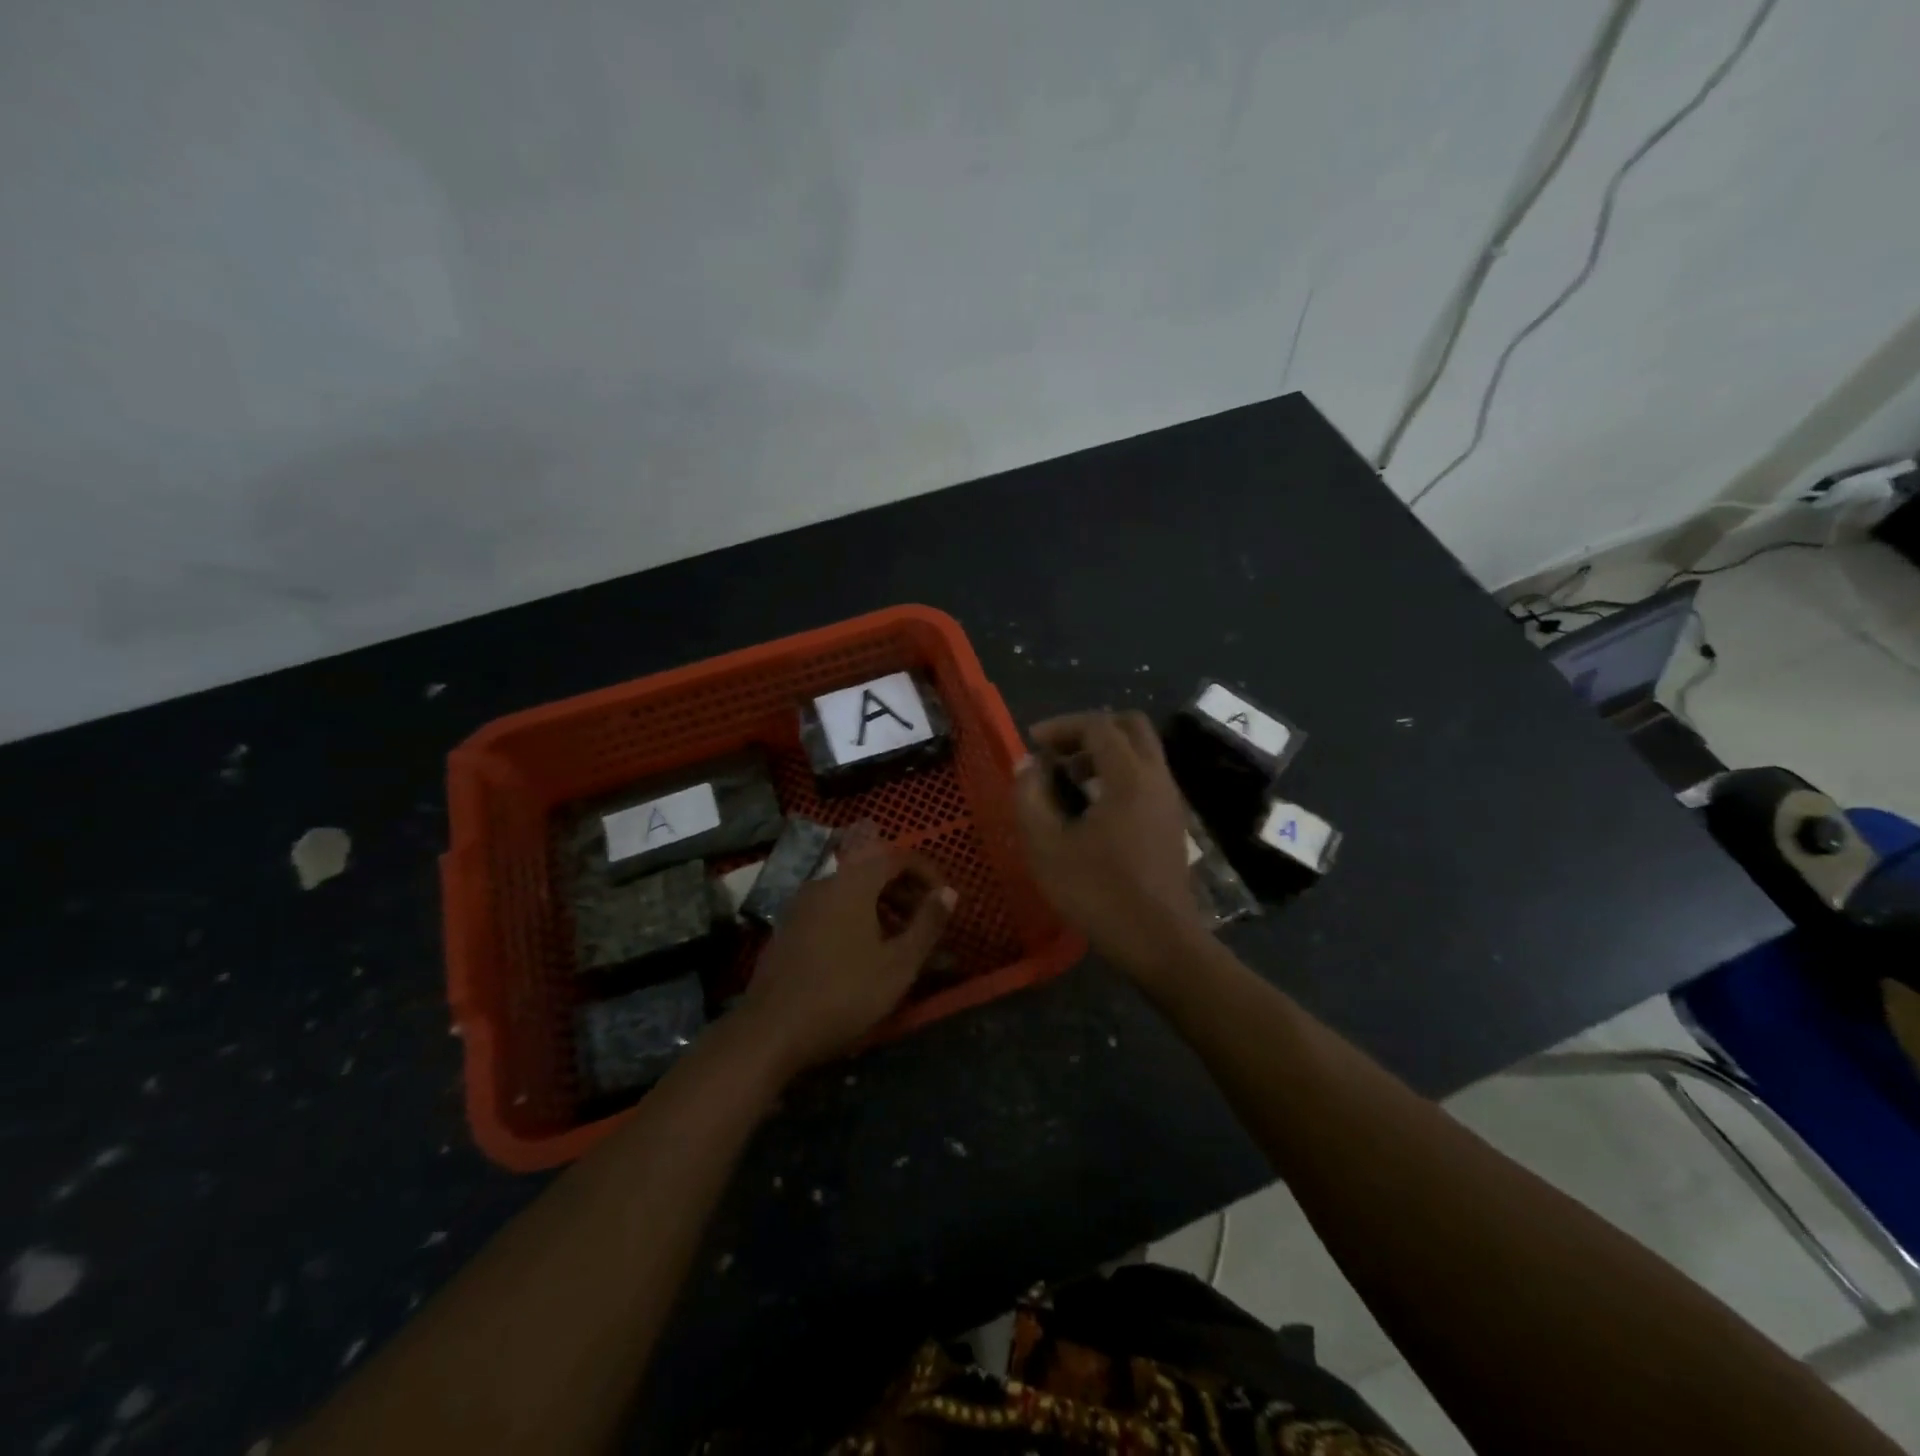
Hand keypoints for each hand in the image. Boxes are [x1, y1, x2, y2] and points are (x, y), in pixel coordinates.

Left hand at [734, 848, 955, 1075]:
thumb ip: (927, 924)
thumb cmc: (843, 995)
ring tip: (900, 940)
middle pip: (872, 870)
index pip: (897, 857)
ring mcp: (800, 904)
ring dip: (881, 906)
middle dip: (905, 890)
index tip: (944, 900)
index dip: (926, 873)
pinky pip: (831, 908)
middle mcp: (824, 882)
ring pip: (851, 891)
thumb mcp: (898, 965)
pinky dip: (856, 917)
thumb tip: (948, 892)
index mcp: (852, 884)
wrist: (770, 1031)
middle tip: (926, 922)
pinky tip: (863, 953)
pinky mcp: (787, 927)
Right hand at [1013, 711, 1208, 980]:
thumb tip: (1028, 765)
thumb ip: (1030, 797)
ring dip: (1105, 753)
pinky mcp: (1173, 822)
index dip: (1061, 726)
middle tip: (1058, 753)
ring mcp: (1171, 800)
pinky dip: (1120, 774)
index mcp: (1129, 776)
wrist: (1160, 942)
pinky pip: (1148, 777)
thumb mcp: (1047, 847)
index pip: (1098, 725)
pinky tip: (1093, 808)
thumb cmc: (1099, 893)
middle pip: (1130, 726)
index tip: (1032, 744)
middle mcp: (1157, 778)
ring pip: (1142, 751)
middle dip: (1089, 730)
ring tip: (1069, 780)